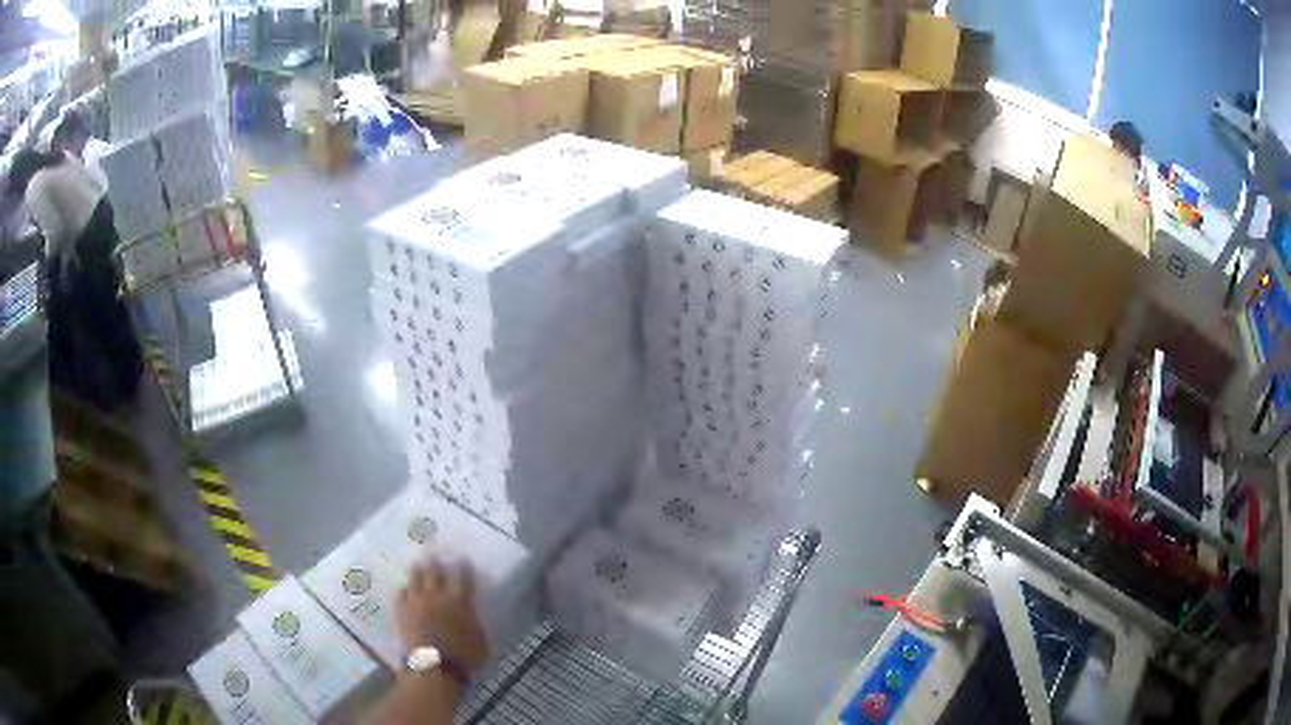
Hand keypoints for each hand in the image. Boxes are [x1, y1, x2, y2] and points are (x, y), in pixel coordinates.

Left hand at [397, 560, 489, 670]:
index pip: (463, 576)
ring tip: (419, 565)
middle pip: (435, 571)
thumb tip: (473, 614)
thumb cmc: (464, 657)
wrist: (433, 667)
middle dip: (436, 562)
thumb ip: (476, 622)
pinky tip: (406, 589)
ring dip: (418, 570)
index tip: (462, 559)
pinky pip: (401, 592)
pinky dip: (405, 589)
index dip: (463, 566)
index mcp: (460, 601)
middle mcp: (437, 596)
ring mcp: (417, 601)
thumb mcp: (482, 641)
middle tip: (435, 555)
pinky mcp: (402, 610)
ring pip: (415, 577)